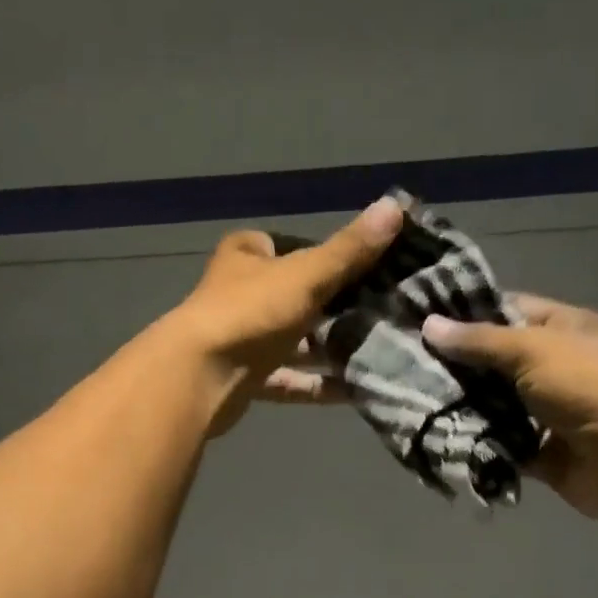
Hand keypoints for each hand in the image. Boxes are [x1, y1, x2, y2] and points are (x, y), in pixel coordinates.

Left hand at [159, 199, 403, 435]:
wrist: (201, 377)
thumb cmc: (250, 312)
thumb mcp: (306, 275)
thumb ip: (349, 250)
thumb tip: (396, 206)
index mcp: (245, 259)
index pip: (277, 246)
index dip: (309, 252)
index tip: (349, 265)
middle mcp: (238, 297)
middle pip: (290, 298)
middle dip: (329, 307)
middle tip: (375, 312)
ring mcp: (240, 341)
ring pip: (291, 343)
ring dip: (326, 350)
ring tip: (373, 353)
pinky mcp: (244, 382)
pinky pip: (288, 380)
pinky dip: (316, 386)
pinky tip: (351, 391)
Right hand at [422, 297, 597, 528]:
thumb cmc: (587, 386)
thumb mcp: (532, 350)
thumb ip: (479, 341)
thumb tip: (428, 325)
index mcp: (564, 328)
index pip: (508, 311)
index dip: (467, 315)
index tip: (421, 321)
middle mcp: (554, 366)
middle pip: (495, 362)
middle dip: (455, 366)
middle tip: (405, 365)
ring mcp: (546, 411)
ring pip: (493, 405)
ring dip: (459, 406)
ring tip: (411, 400)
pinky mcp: (538, 451)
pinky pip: (499, 443)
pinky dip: (475, 442)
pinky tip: (435, 435)